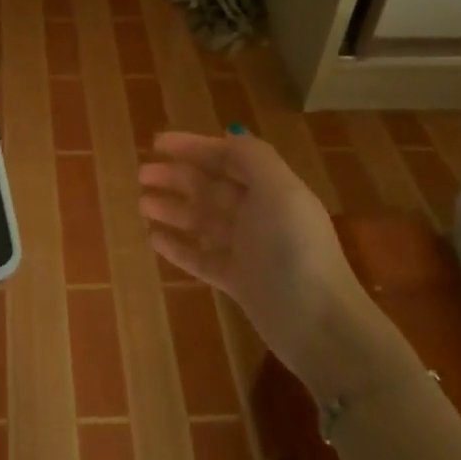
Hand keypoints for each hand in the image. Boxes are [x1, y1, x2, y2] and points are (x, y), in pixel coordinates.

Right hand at [138, 129, 406, 394]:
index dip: (194, 147)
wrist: (318, 324)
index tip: (157, 142)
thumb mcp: (279, 190)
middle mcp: (259, 214)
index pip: (228, 158)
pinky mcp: (238, 282)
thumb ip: (252, 158)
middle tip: (142, 174)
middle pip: (211, 187)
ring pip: (203, 221)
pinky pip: (201, 258)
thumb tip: (228, 135)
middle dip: (177, 176)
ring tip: (142, 204)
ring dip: (173, 209)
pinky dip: (178, 246)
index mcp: (271, 188)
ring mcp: (248, 250)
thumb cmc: (295, 249)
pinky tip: (154, 239)